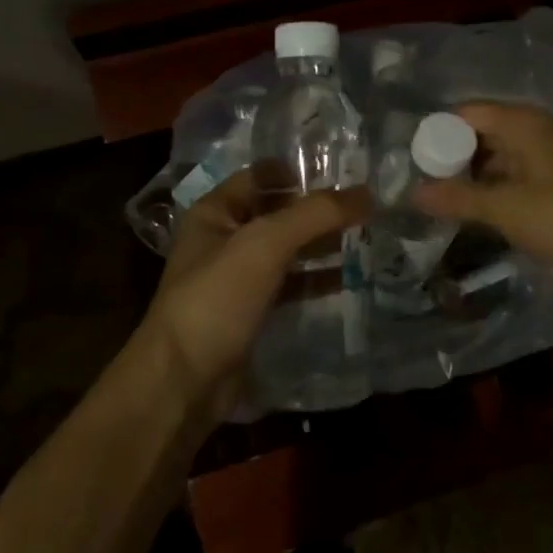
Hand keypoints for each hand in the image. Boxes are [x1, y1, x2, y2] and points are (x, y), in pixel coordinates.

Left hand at [140, 171, 369, 421]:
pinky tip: (349, 277)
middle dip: (318, 210)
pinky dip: (315, 280)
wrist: (183, 382)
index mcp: (215, 212)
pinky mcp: (251, 313)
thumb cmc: (217, 298)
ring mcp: (236, 279)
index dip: (299, 171)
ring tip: (367, 235)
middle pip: (278, 213)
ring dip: (320, 244)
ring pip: (286, 251)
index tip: (346, 171)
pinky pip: (289, 286)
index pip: (261, 176)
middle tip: (367, 204)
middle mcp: (223, 239)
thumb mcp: (265, 244)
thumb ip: (315, 215)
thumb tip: (368, 193)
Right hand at [411, 102, 552, 291]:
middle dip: (460, 156)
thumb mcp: (504, 210)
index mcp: (526, 123)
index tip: (420, 161)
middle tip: (434, 185)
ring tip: (457, 201)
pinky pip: (528, 168)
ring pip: (510, 152)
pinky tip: (494, 209)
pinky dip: (507, 183)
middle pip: (489, 130)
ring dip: (483, 173)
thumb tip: (413, 193)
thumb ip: (457, 199)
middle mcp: (545, 127)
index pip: (470, 112)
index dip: (441, 133)